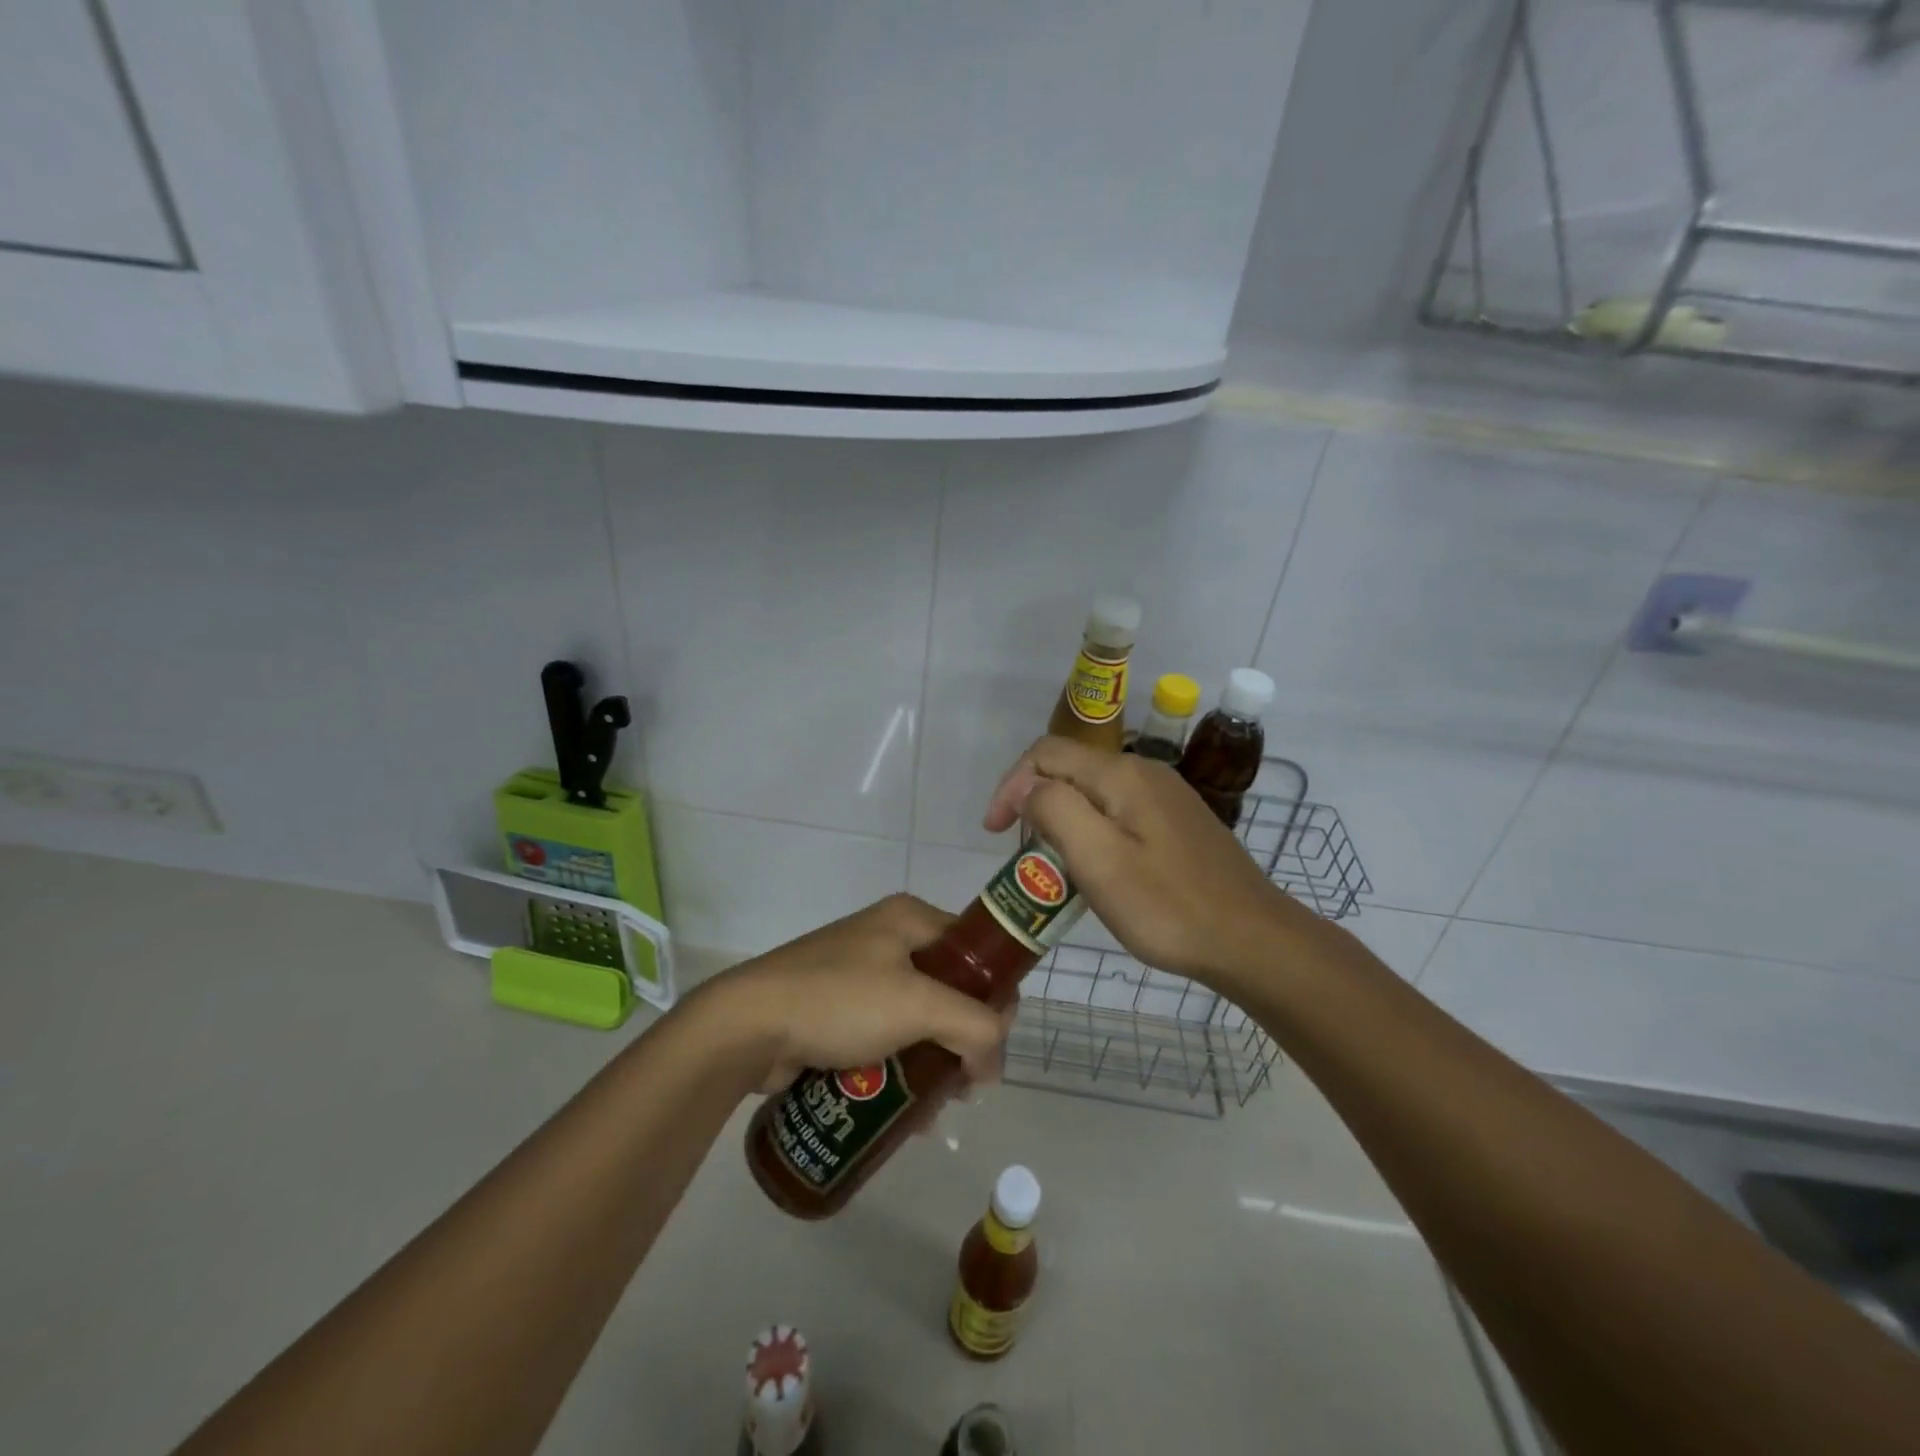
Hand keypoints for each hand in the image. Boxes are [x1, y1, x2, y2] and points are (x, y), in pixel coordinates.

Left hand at [699, 894, 1013, 1093]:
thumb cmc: (840, 1000)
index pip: (975, 950)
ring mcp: (859, 975)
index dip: (995, 994)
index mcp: (910, 919)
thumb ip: (974, 1028)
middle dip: (964, 1038)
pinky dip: (901, 1069)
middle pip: (949, 988)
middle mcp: (888, 938)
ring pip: (918, 1019)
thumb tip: (992, 1067)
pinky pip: (886, 1038)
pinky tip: (906, 1111)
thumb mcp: (919, 1005)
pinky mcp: (837, 1011)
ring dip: (935, 1061)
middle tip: (968, 1083)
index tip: (995, 1044)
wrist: (748, 1025)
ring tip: (938, 1107)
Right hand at [983, 736, 1301, 987]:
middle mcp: (1144, 772)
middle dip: (1034, 802)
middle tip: (1023, 854)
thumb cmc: (1168, 906)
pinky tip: (1098, 869)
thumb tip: (1028, 787)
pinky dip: (1092, 830)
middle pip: (1070, 769)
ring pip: (1094, 792)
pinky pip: (1119, 812)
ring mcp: (1166, 796)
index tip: (995, 833)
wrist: (1253, 940)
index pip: (1046, 753)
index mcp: (1121, 774)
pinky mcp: (1178, 822)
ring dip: (1062, 819)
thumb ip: (1055, 810)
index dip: (1011, 785)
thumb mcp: (1099, 860)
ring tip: (1054, 865)